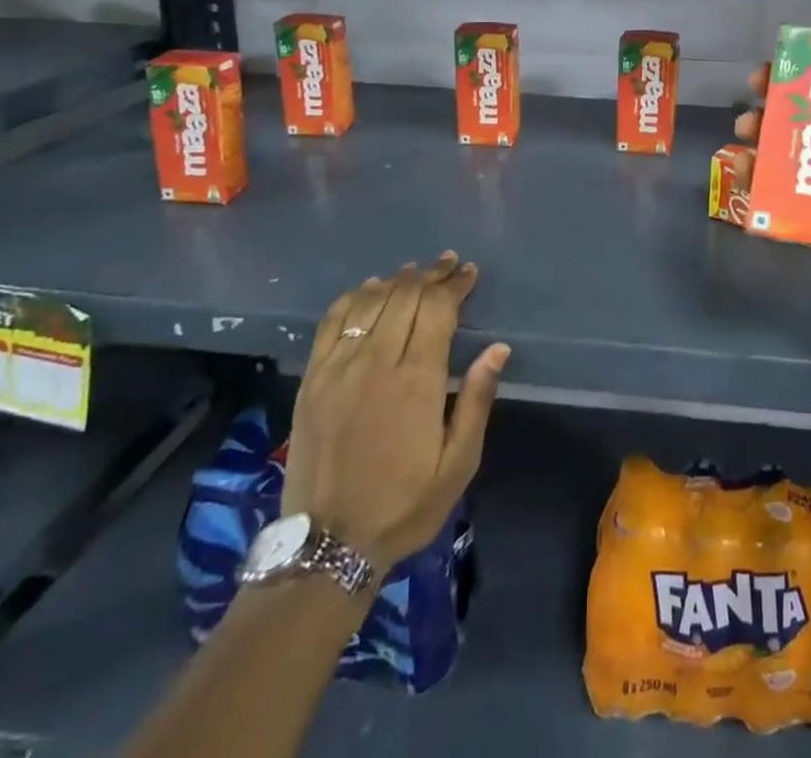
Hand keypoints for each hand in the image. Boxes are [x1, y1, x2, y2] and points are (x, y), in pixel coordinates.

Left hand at [281, 252, 509, 574]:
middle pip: (405, 296)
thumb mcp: (458, 463)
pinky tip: (369, 290)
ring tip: (415, 272)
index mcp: (416, 380)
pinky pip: (332, 321)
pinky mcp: (312, 379)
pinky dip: (354, 297)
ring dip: (397, 280)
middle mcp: (376, 362)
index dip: (455, 284)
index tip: (469, 272)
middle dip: (431, 275)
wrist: (326, 546)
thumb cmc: (404, 504)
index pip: (438, 308)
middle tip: (448, 264)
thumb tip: (498, 349)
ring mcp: (338, 368)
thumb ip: (477, 400)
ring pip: (370, 301)